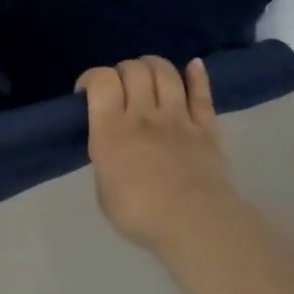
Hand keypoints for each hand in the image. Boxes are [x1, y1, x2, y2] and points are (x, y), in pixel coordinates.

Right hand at [77, 57, 237, 250]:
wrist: (196, 226)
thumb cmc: (139, 214)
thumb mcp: (104, 188)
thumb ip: (106, 159)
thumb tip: (113, 152)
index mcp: (110, 130)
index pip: (101, 80)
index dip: (92, 77)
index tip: (87, 93)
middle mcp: (143, 115)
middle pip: (134, 69)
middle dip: (122, 70)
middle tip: (119, 87)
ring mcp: (178, 118)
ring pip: (166, 73)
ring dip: (153, 66)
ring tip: (148, 76)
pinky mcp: (207, 128)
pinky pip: (202, 93)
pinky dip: (197, 75)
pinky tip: (193, 66)